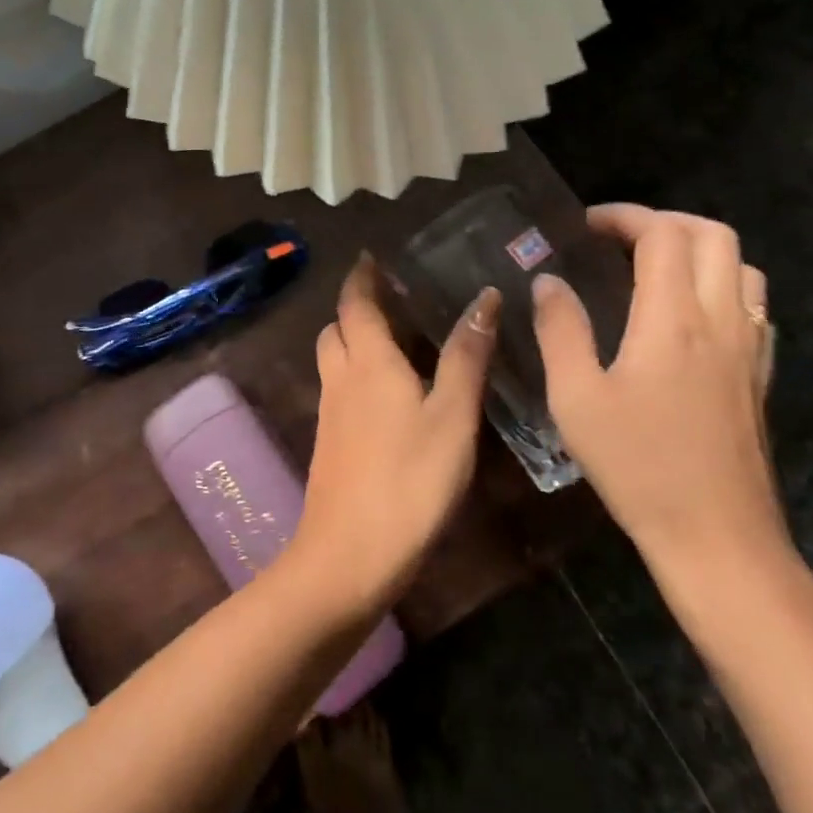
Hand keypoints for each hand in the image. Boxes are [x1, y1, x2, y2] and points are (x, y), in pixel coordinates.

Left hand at [290, 256, 499, 617]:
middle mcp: (340, 378)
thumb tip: (484, 298)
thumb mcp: (452, 415)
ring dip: (352, 341)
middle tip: (390, 300)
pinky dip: (355, 375)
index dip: (361, 277)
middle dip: (355, 308)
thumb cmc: (410, 479)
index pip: (355, 302)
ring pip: (333, 360)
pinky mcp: (329, 444)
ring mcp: (329, 413)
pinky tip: (386, 396)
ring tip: (392, 342)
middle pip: (336, 328)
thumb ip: (466, 356)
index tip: (372, 257)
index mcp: (368, 361)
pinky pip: (338, 391)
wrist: (349, 554)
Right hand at [533, 204, 788, 601]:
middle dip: (664, 221)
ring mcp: (749, 348)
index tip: (585, 226)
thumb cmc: (637, 466)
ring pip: (742, 266)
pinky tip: (689, 315)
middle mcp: (721, 320)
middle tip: (619, 239)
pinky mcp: (759, 376)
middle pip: (713, 235)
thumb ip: (560, 330)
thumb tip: (548, 282)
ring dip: (698, 249)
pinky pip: (753, 305)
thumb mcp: (576, 398)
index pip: (662, 234)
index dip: (623, 216)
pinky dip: (721, 285)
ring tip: (652, 268)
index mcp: (673, 320)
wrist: (717, 538)